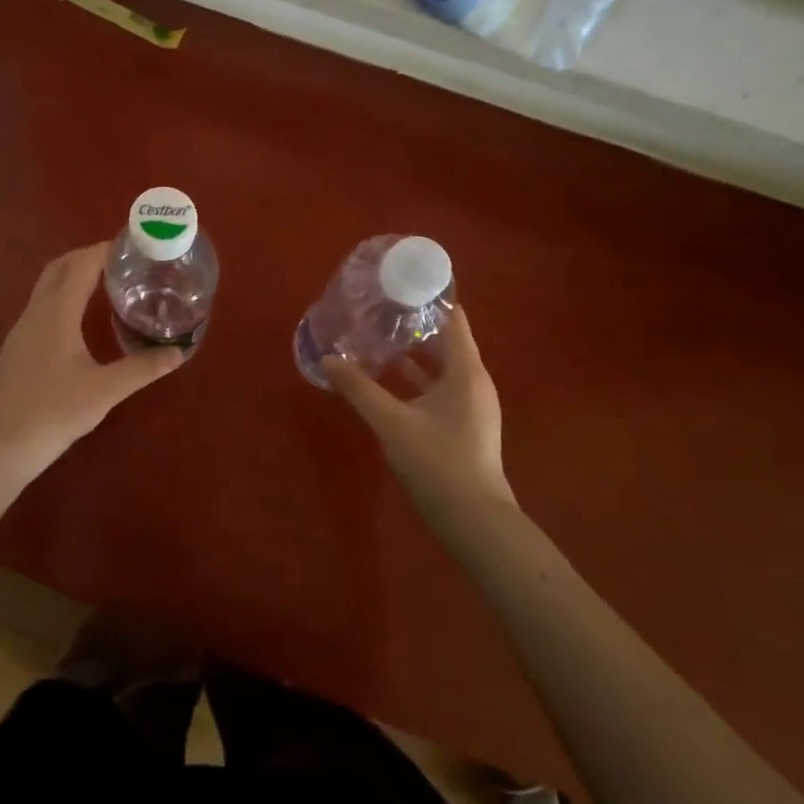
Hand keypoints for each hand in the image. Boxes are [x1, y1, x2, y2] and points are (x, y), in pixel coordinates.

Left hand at [0, 243, 182, 486]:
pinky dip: (63, 296)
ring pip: (47, 286)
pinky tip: (80, 319)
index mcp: (57, 312)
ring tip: (106, 284)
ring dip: (73, 275)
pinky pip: (42, 306)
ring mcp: (22, 329)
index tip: (132, 244)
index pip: (81, 265)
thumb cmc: (54, 411)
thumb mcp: (105, 390)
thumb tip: (178, 353)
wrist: (2, 443)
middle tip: (122, 261)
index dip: (105, 249)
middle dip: (88, 256)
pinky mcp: (18, 347)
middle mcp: (36, 312)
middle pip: (59, 267)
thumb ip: (143, 369)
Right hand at [323, 307, 515, 517]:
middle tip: (380, 308)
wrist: (474, 519)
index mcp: (466, 371)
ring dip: (415, 353)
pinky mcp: (464, 425)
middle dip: (415, 324)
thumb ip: (359, 389)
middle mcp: (474, 382)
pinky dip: (419, 379)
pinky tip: (390, 381)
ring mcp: (472, 405)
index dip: (430, 298)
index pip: (453, 319)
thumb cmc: (437, 461)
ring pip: (442, 367)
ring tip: (380, 337)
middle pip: (446, 340)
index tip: (400, 283)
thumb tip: (329, 359)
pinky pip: (441, 388)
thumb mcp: (391, 422)